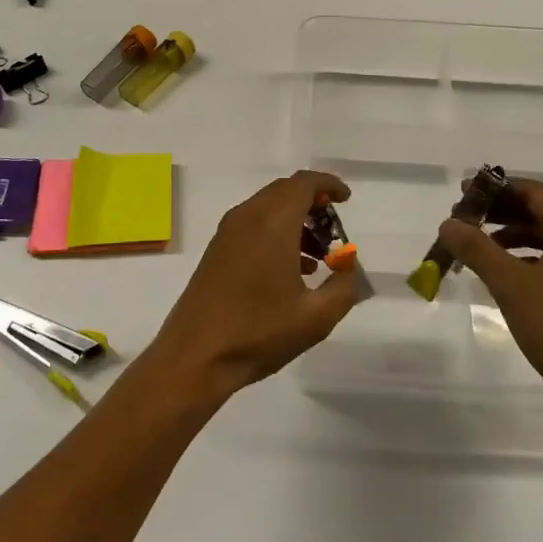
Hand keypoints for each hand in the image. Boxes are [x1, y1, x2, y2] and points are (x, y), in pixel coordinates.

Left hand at [146, 171, 359, 404]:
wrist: (195, 357)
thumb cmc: (258, 333)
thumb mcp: (316, 318)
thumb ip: (344, 286)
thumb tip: (347, 266)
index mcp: (272, 224)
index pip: (303, 184)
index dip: (328, 184)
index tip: (346, 200)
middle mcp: (247, 217)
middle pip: (285, 191)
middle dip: (313, 203)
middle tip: (334, 232)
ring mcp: (227, 232)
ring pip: (268, 207)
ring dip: (295, 220)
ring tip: (318, 256)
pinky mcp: (217, 249)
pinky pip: (253, 224)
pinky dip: (276, 232)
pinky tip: (291, 270)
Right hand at [437, 177, 542, 416]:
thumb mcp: (511, 285)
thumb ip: (476, 249)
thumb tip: (448, 224)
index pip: (532, 192)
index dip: (496, 188)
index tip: (463, 193)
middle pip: (539, 213)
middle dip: (499, 214)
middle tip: (464, 221)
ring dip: (510, 238)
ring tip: (476, 248)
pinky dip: (525, 261)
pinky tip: (503, 277)